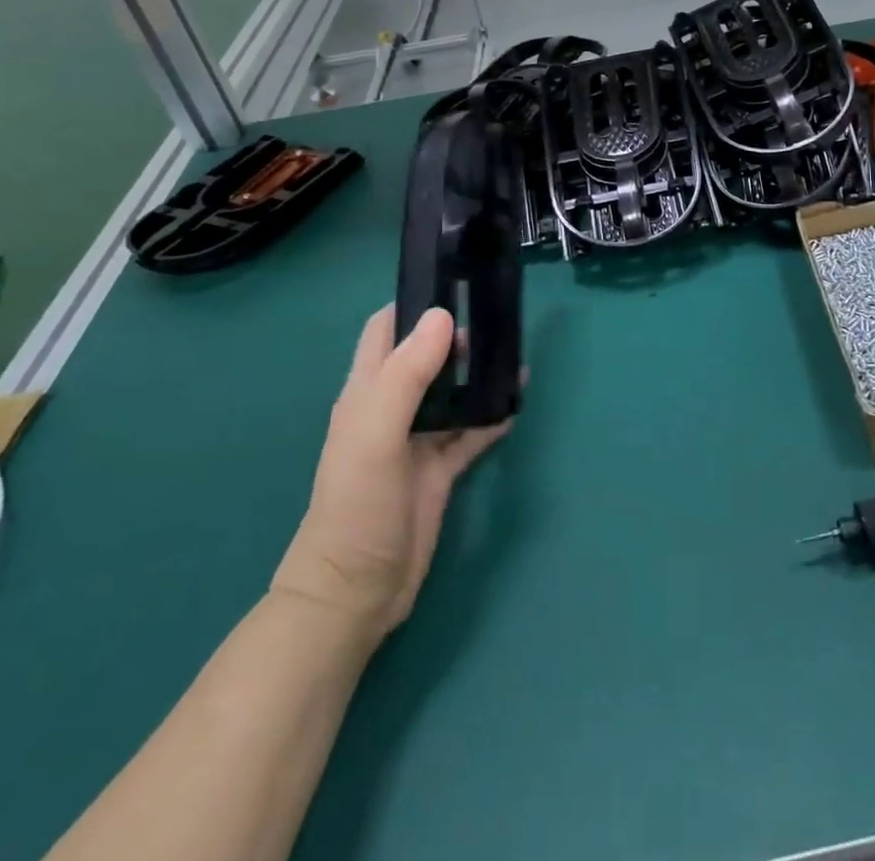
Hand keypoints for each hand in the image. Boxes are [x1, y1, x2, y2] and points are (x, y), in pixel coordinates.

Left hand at [271, 306, 511, 642]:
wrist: (358, 591)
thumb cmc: (357, 504)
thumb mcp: (377, 432)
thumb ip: (408, 373)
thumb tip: (443, 316)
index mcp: (368, 391)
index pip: (386, 330)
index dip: (414, 304)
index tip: (457, 284)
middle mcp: (393, 407)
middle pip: (427, 356)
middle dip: (458, 336)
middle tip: (499, 322)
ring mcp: (418, 439)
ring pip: (454, 391)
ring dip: (480, 373)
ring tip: (516, 356)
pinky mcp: (441, 468)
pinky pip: (472, 431)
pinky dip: (493, 415)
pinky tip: (517, 403)